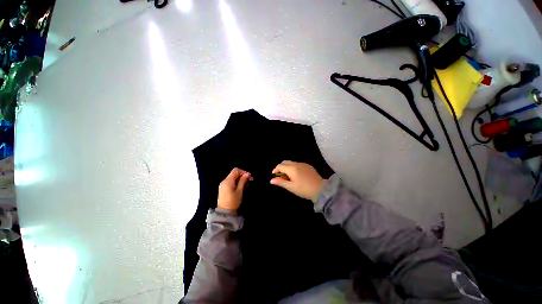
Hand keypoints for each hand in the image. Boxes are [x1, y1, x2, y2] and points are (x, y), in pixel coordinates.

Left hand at [217, 168, 252, 212]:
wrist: (224, 213)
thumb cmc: (233, 202)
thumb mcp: (240, 191)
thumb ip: (243, 181)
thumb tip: (247, 174)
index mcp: (228, 181)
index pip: (236, 170)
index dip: (243, 172)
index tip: (249, 177)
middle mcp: (224, 181)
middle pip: (234, 173)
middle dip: (242, 176)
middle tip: (248, 182)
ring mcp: (223, 185)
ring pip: (233, 178)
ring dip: (240, 180)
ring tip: (245, 187)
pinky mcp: (223, 189)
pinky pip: (230, 182)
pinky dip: (236, 183)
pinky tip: (240, 189)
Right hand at [270, 161, 325, 201]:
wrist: (321, 190)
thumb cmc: (304, 189)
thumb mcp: (291, 187)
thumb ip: (280, 182)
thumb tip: (271, 180)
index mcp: (292, 168)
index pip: (280, 166)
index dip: (275, 170)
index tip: (274, 177)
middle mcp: (297, 163)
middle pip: (285, 162)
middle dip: (281, 168)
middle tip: (281, 177)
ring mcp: (304, 164)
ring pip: (292, 163)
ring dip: (287, 168)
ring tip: (289, 178)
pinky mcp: (308, 166)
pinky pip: (298, 164)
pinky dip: (294, 168)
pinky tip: (297, 176)